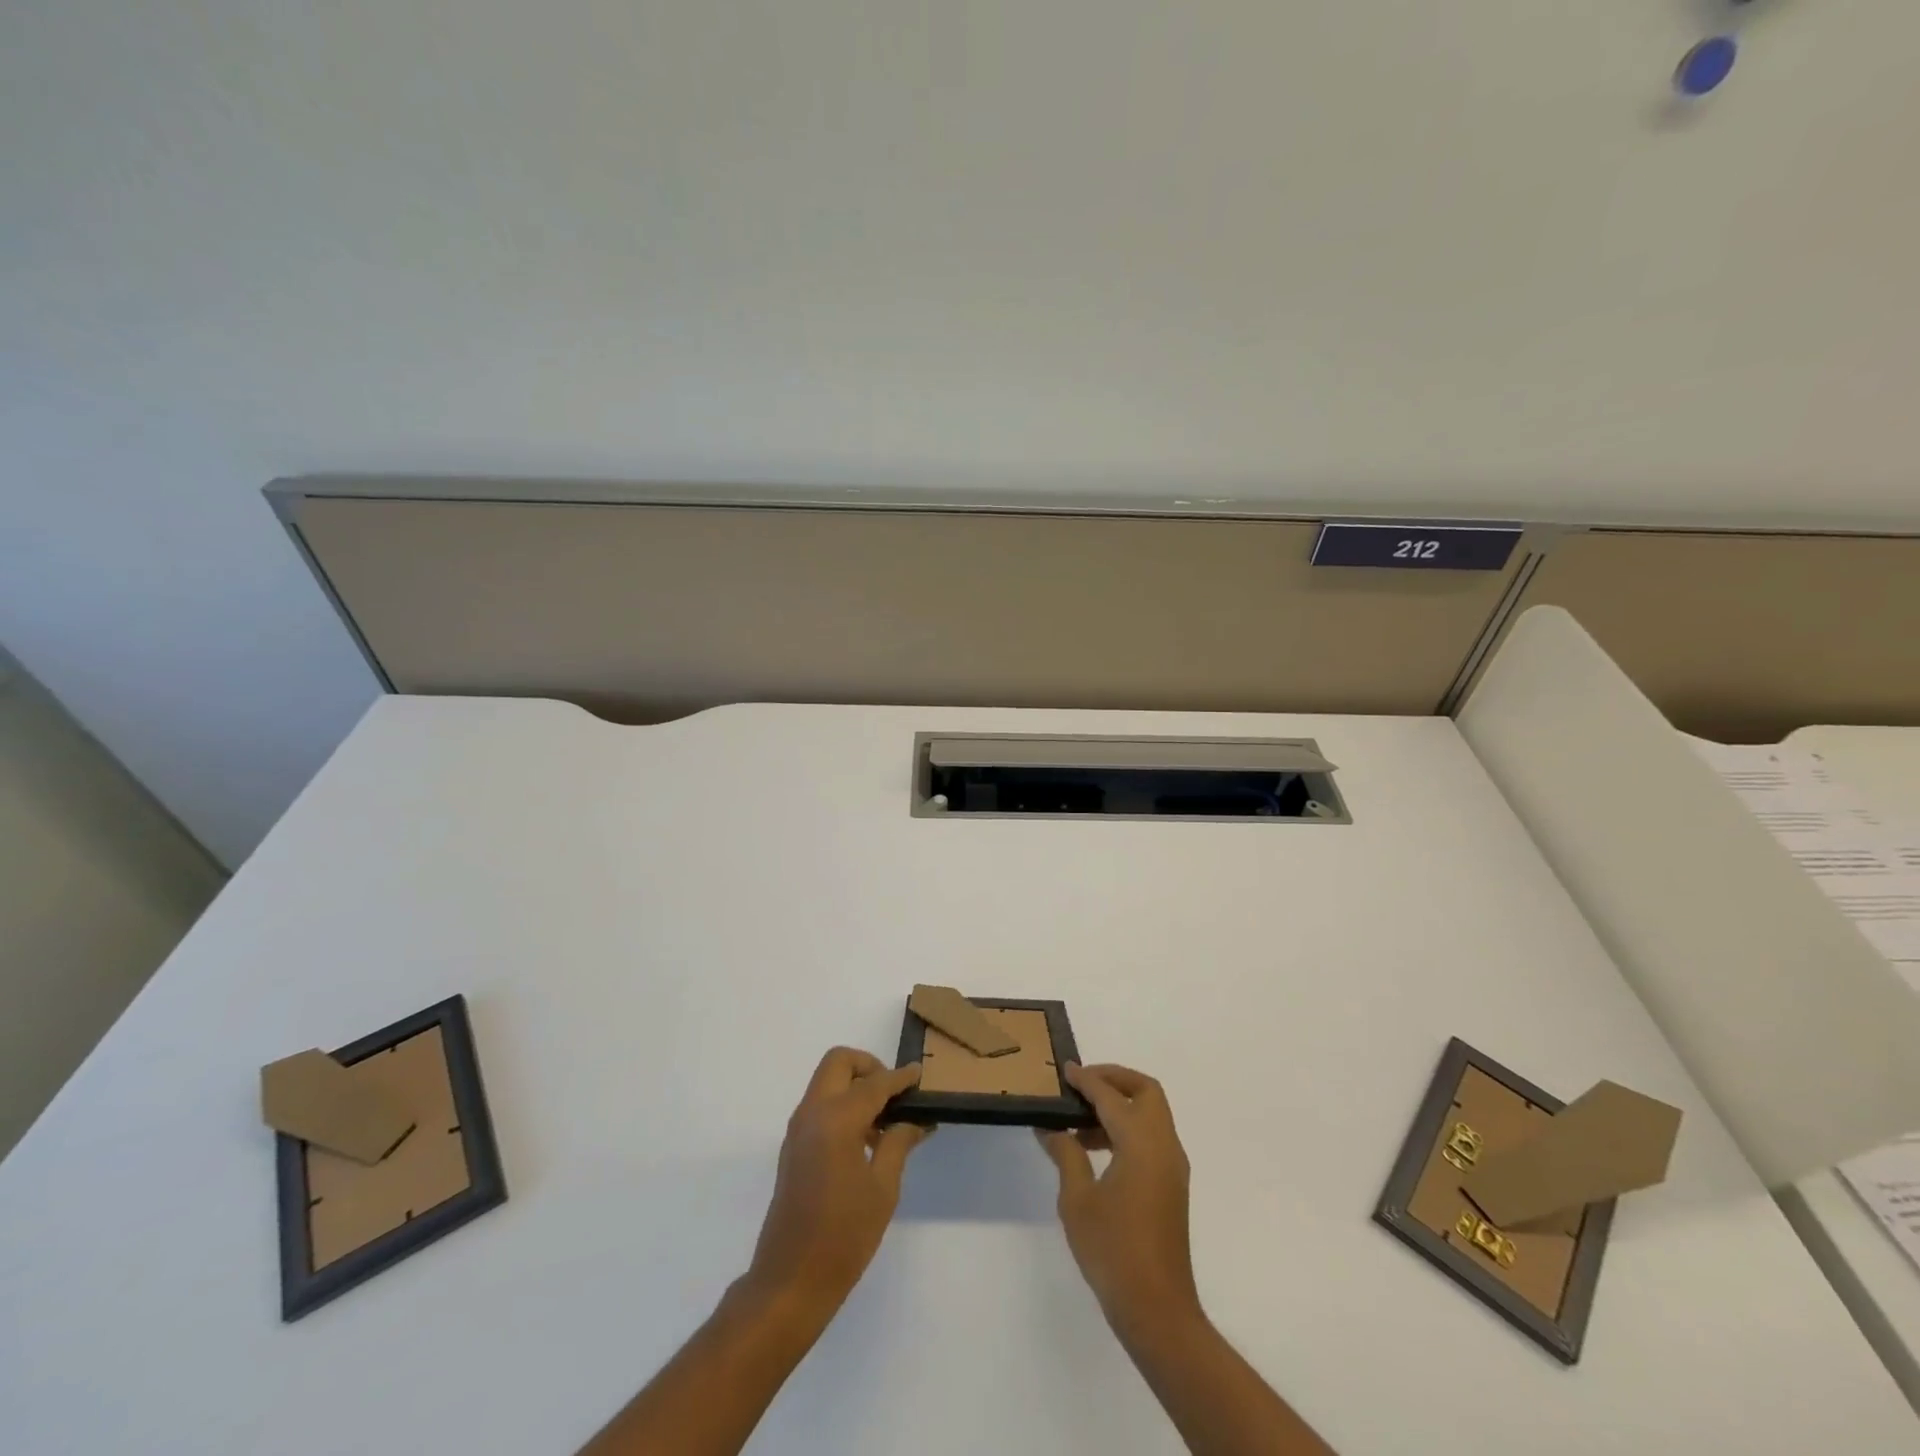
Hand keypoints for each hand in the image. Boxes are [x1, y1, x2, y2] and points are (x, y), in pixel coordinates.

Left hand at [746, 1048, 930, 1315]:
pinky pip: (820, 1105)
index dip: (900, 1077)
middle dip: (869, 1067)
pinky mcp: (793, 1147)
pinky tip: (866, 1139)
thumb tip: (915, 1120)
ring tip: (886, 1121)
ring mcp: (798, 1129)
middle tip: (894, 1094)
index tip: (919, 1075)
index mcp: (836, 1119)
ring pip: (827, 1082)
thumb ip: (898, 1144)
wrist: (790, 1282)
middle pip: (839, 1063)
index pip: (874, 1083)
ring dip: (855, 1086)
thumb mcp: (883, 1189)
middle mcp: (812, 1113)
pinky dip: (843, 1105)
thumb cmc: (843, 1236)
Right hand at [1036, 1064, 1200, 1339]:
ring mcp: (1172, 1166)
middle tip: (1082, 1086)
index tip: (1065, 1070)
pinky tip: (1096, 1149)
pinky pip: (1151, 1137)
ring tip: (1080, 1122)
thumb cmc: (1113, 1251)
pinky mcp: (1171, 1185)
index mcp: (1141, 1142)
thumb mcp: (1077, 1200)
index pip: (1112, 1096)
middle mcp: (1163, 1145)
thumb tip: (1051, 1127)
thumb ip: (1066, 1154)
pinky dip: (1127, 1128)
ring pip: (1151, 1114)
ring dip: (1120, 1105)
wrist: (1157, 1310)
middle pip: (1146, 1092)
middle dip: (1115, 1080)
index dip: (1087, 1079)